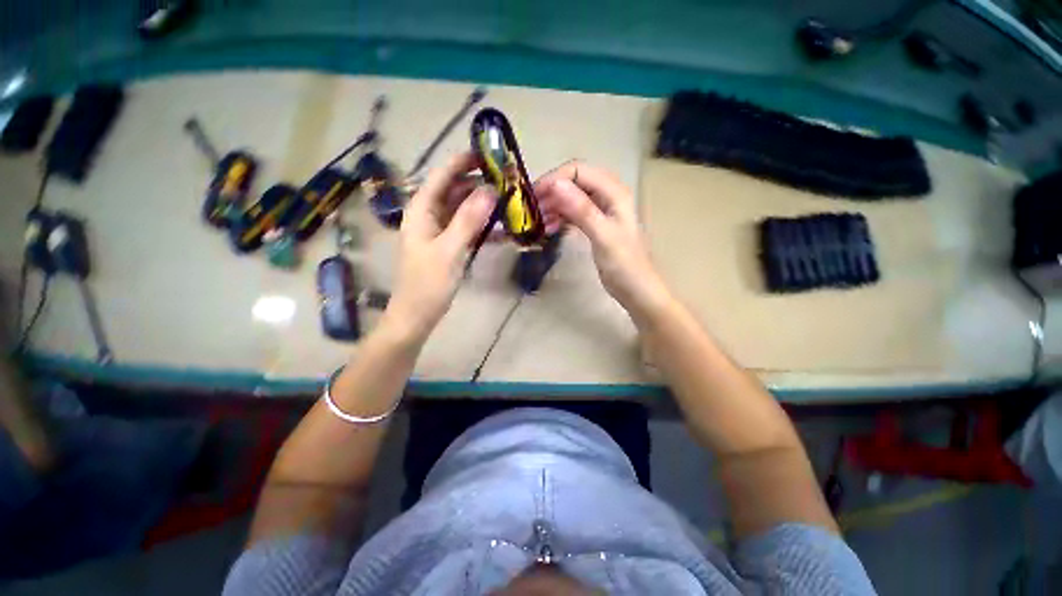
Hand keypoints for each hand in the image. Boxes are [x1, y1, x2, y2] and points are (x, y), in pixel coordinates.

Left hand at [382, 152, 494, 342]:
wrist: (417, 316)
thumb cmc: (427, 284)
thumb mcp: (449, 250)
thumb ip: (468, 220)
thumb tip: (491, 190)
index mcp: (421, 210)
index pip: (442, 175)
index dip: (463, 162)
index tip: (489, 154)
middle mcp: (429, 215)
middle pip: (455, 190)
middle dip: (479, 184)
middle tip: (508, 181)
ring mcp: (439, 230)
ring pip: (463, 209)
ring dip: (484, 206)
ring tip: (510, 202)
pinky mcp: (449, 245)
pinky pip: (467, 228)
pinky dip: (483, 227)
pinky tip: (502, 230)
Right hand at [535, 161, 672, 324]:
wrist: (636, 289)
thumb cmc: (624, 264)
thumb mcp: (602, 236)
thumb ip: (581, 209)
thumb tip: (555, 184)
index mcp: (614, 192)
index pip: (578, 171)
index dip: (554, 179)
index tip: (534, 196)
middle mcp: (607, 195)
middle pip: (573, 182)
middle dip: (552, 192)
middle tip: (533, 210)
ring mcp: (601, 210)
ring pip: (571, 198)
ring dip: (554, 205)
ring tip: (540, 222)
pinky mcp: (595, 224)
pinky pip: (573, 212)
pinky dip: (560, 217)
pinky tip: (550, 228)